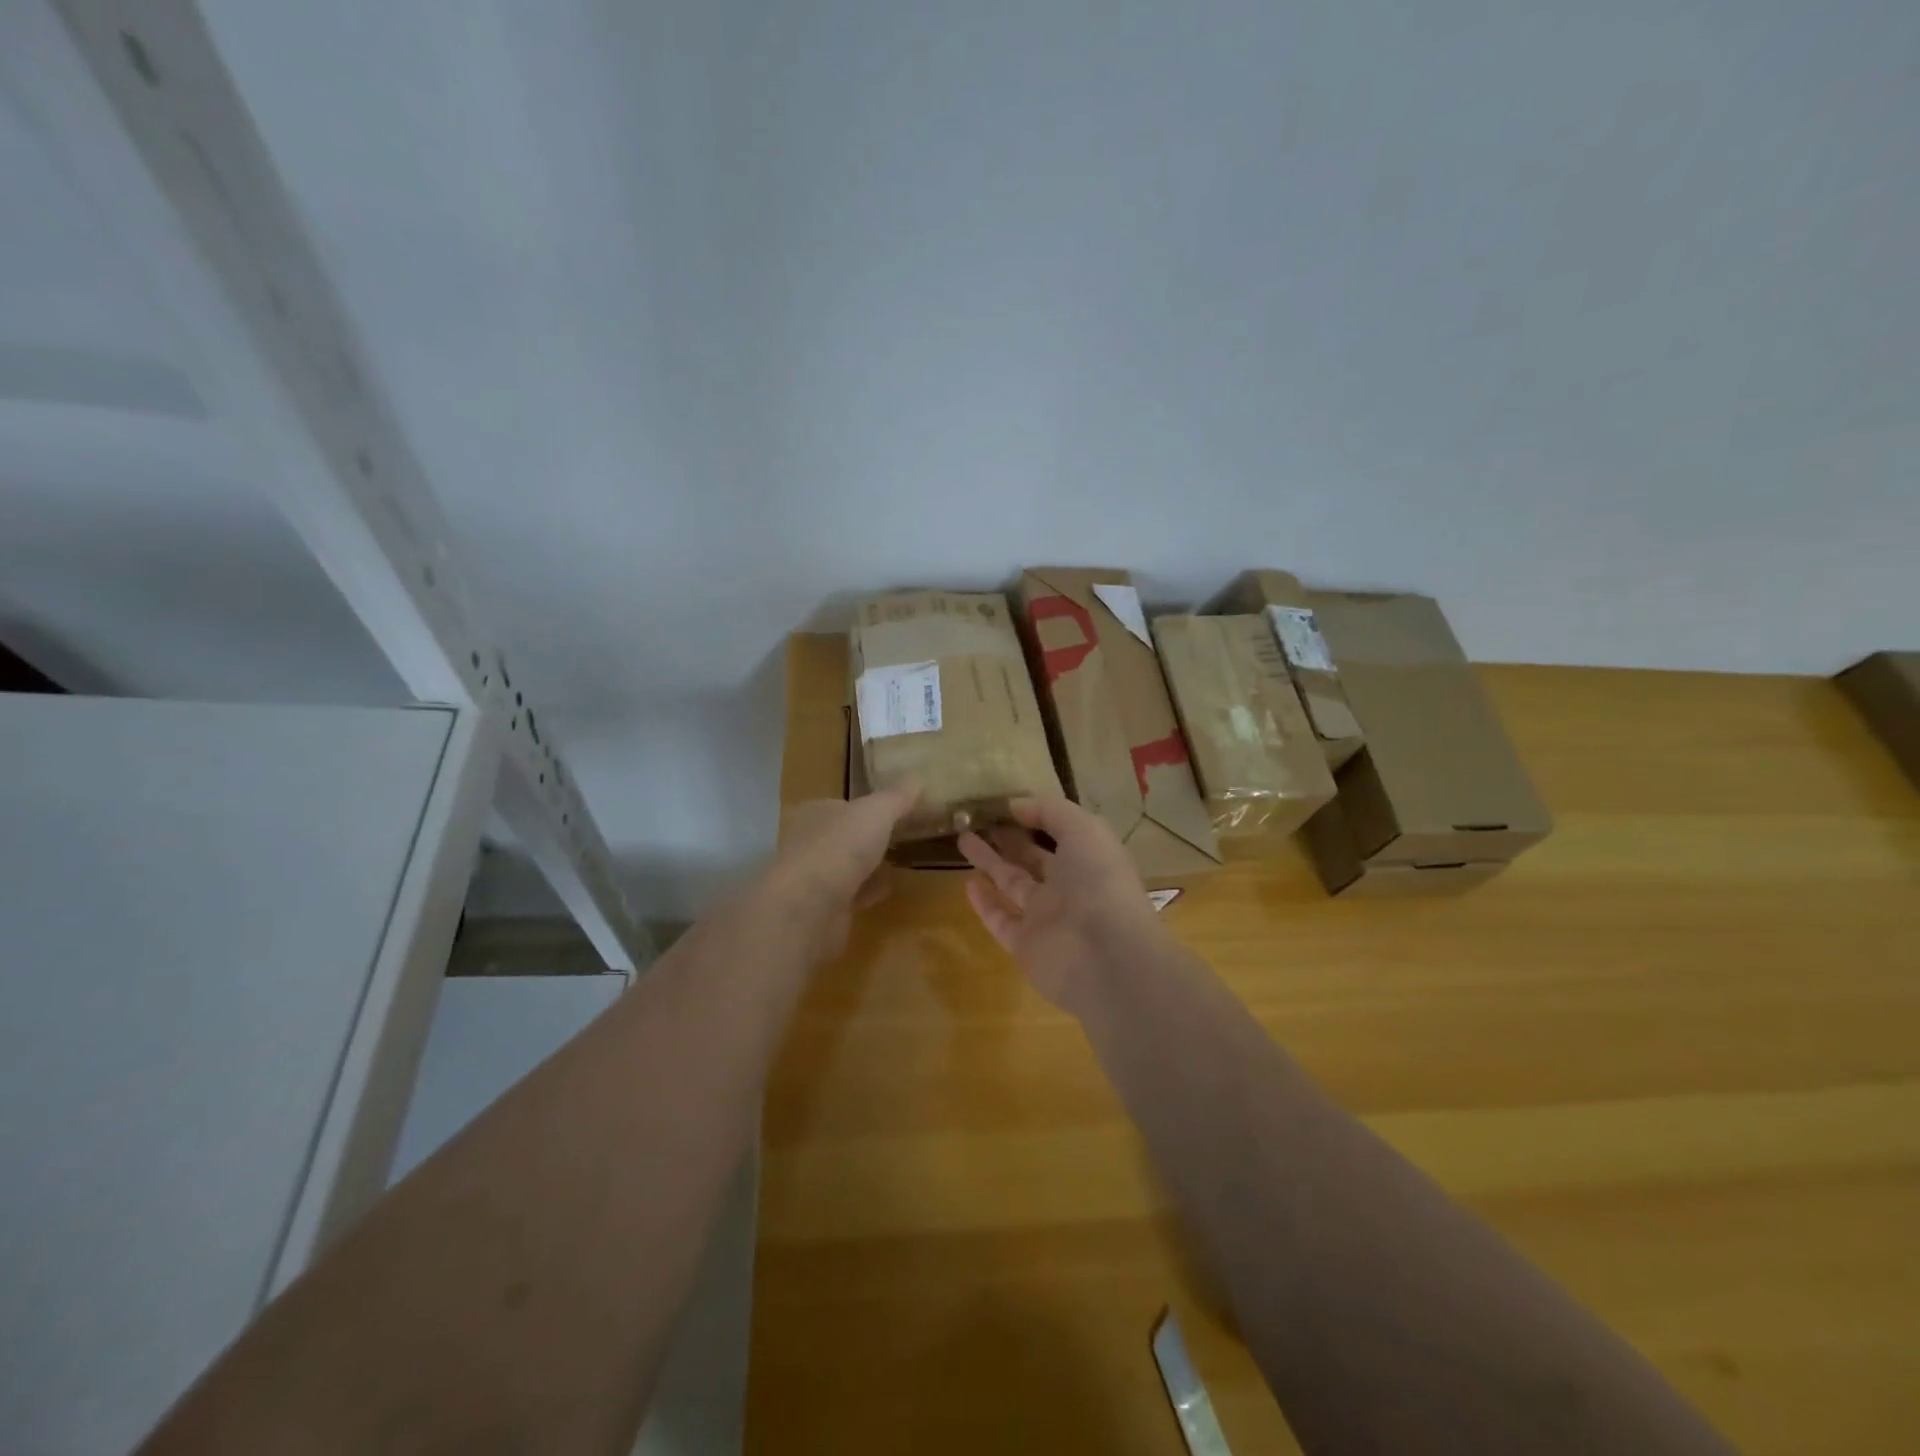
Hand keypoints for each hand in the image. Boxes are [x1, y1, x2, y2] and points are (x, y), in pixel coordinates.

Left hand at [761, 785, 918, 960]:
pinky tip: (887, 891)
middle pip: (842, 837)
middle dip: (865, 838)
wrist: (810, 906)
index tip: (891, 812)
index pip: (840, 805)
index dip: (864, 807)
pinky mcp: (821, 910)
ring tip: (896, 864)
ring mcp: (813, 879)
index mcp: (815, 813)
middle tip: (897, 838)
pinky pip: (850, 896)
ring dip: (866, 867)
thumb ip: (896, 798)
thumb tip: (917, 779)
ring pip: (845, 867)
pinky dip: (867, 892)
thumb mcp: (877, 812)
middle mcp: (808, 843)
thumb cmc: (840, 846)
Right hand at [958, 796, 1165, 1015]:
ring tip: (963, 838)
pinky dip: (985, 904)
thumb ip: (1050, 811)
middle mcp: (1068, 886)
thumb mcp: (1083, 829)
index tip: (1003, 803)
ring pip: (1012, 884)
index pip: (1059, 832)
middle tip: (976, 818)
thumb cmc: (1099, 882)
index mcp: (1088, 858)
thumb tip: (1016, 805)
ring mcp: (1046, 917)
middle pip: (1032, 857)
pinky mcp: (1025, 945)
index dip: (1034, 816)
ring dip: (990, 862)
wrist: (1106, 957)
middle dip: (1008, 838)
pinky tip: (968, 883)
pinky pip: (1001, 920)